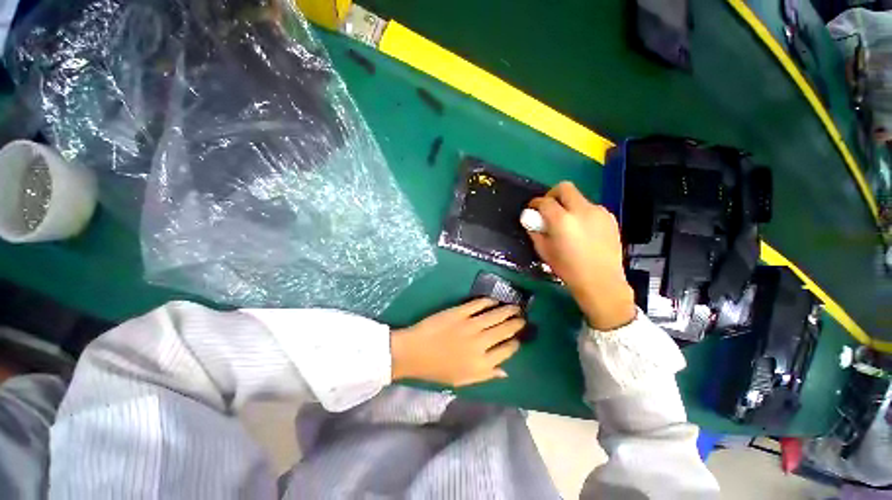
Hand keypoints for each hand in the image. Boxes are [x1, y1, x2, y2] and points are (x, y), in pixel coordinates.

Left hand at [390, 298, 522, 386]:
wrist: (414, 352)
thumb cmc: (437, 369)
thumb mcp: (463, 380)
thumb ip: (486, 375)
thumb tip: (506, 371)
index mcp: (482, 363)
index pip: (506, 351)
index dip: (515, 343)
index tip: (518, 339)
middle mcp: (480, 343)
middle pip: (504, 330)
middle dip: (517, 323)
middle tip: (523, 318)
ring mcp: (470, 325)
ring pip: (495, 315)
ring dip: (508, 310)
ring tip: (516, 307)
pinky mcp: (460, 312)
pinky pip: (478, 304)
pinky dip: (488, 301)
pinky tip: (494, 300)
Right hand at [527, 182, 635, 329]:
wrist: (602, 282)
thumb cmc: (568, 269)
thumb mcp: (544, 251)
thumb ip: (535, 231)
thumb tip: (529, 218)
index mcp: (562, 220)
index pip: (544, 201)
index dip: (535, 203)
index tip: (532, 209)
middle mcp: (582, 210)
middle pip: (564, 188)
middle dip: (552, 194)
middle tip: (549, 208)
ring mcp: (599, 212)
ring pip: (579, 198)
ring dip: (569, 205)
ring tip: (567, 224)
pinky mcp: (610, 218)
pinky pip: (591, 208)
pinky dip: (582, 213)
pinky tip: (582, 230)